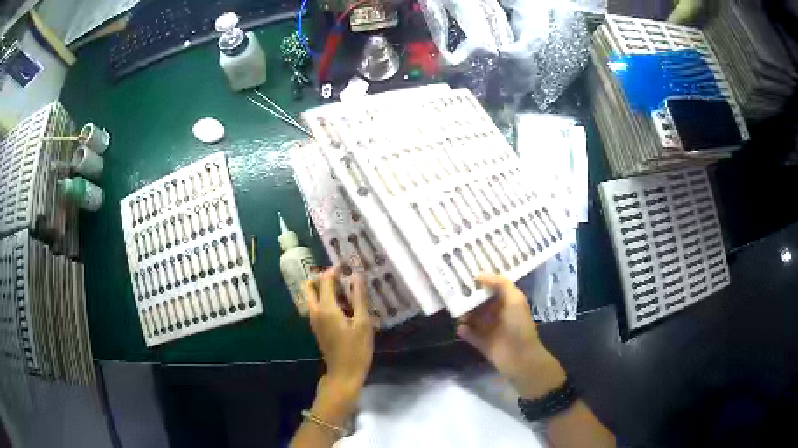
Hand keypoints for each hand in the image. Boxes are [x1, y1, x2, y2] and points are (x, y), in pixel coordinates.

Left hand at [303, 267, 373, 400]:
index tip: (347, 265)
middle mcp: (315, 311)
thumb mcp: (363, 324)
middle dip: (323, 277)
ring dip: (324, 288)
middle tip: (341, 277)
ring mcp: (314, 321)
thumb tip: (356, 276)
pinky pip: (316, 306)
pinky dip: (326, 299)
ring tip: (346, 289)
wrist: (343, 374)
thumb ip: (359, 298)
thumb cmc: (356, 350)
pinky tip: (344, 305)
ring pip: (312, 296)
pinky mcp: (317, 328)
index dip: (335, 270)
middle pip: (310, 286)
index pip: (326, 280)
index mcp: (326, 308)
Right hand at [457, 273, 565, 398]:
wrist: (520, 358)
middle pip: (481, 303)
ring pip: (473, 318)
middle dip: (469, 298)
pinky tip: (459, 327)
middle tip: (452, 291)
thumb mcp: (515, 300)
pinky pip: (470, 335)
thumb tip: (480, 275)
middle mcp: (499, 314)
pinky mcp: (483, 344)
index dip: (481, 282)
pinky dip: (464, 331)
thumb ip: (500, 284)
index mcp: (508, 302)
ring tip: (455, 310)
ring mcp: (490, 330)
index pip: (493, 289)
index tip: (465, 274)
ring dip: (465, 314)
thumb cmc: (519, 326)